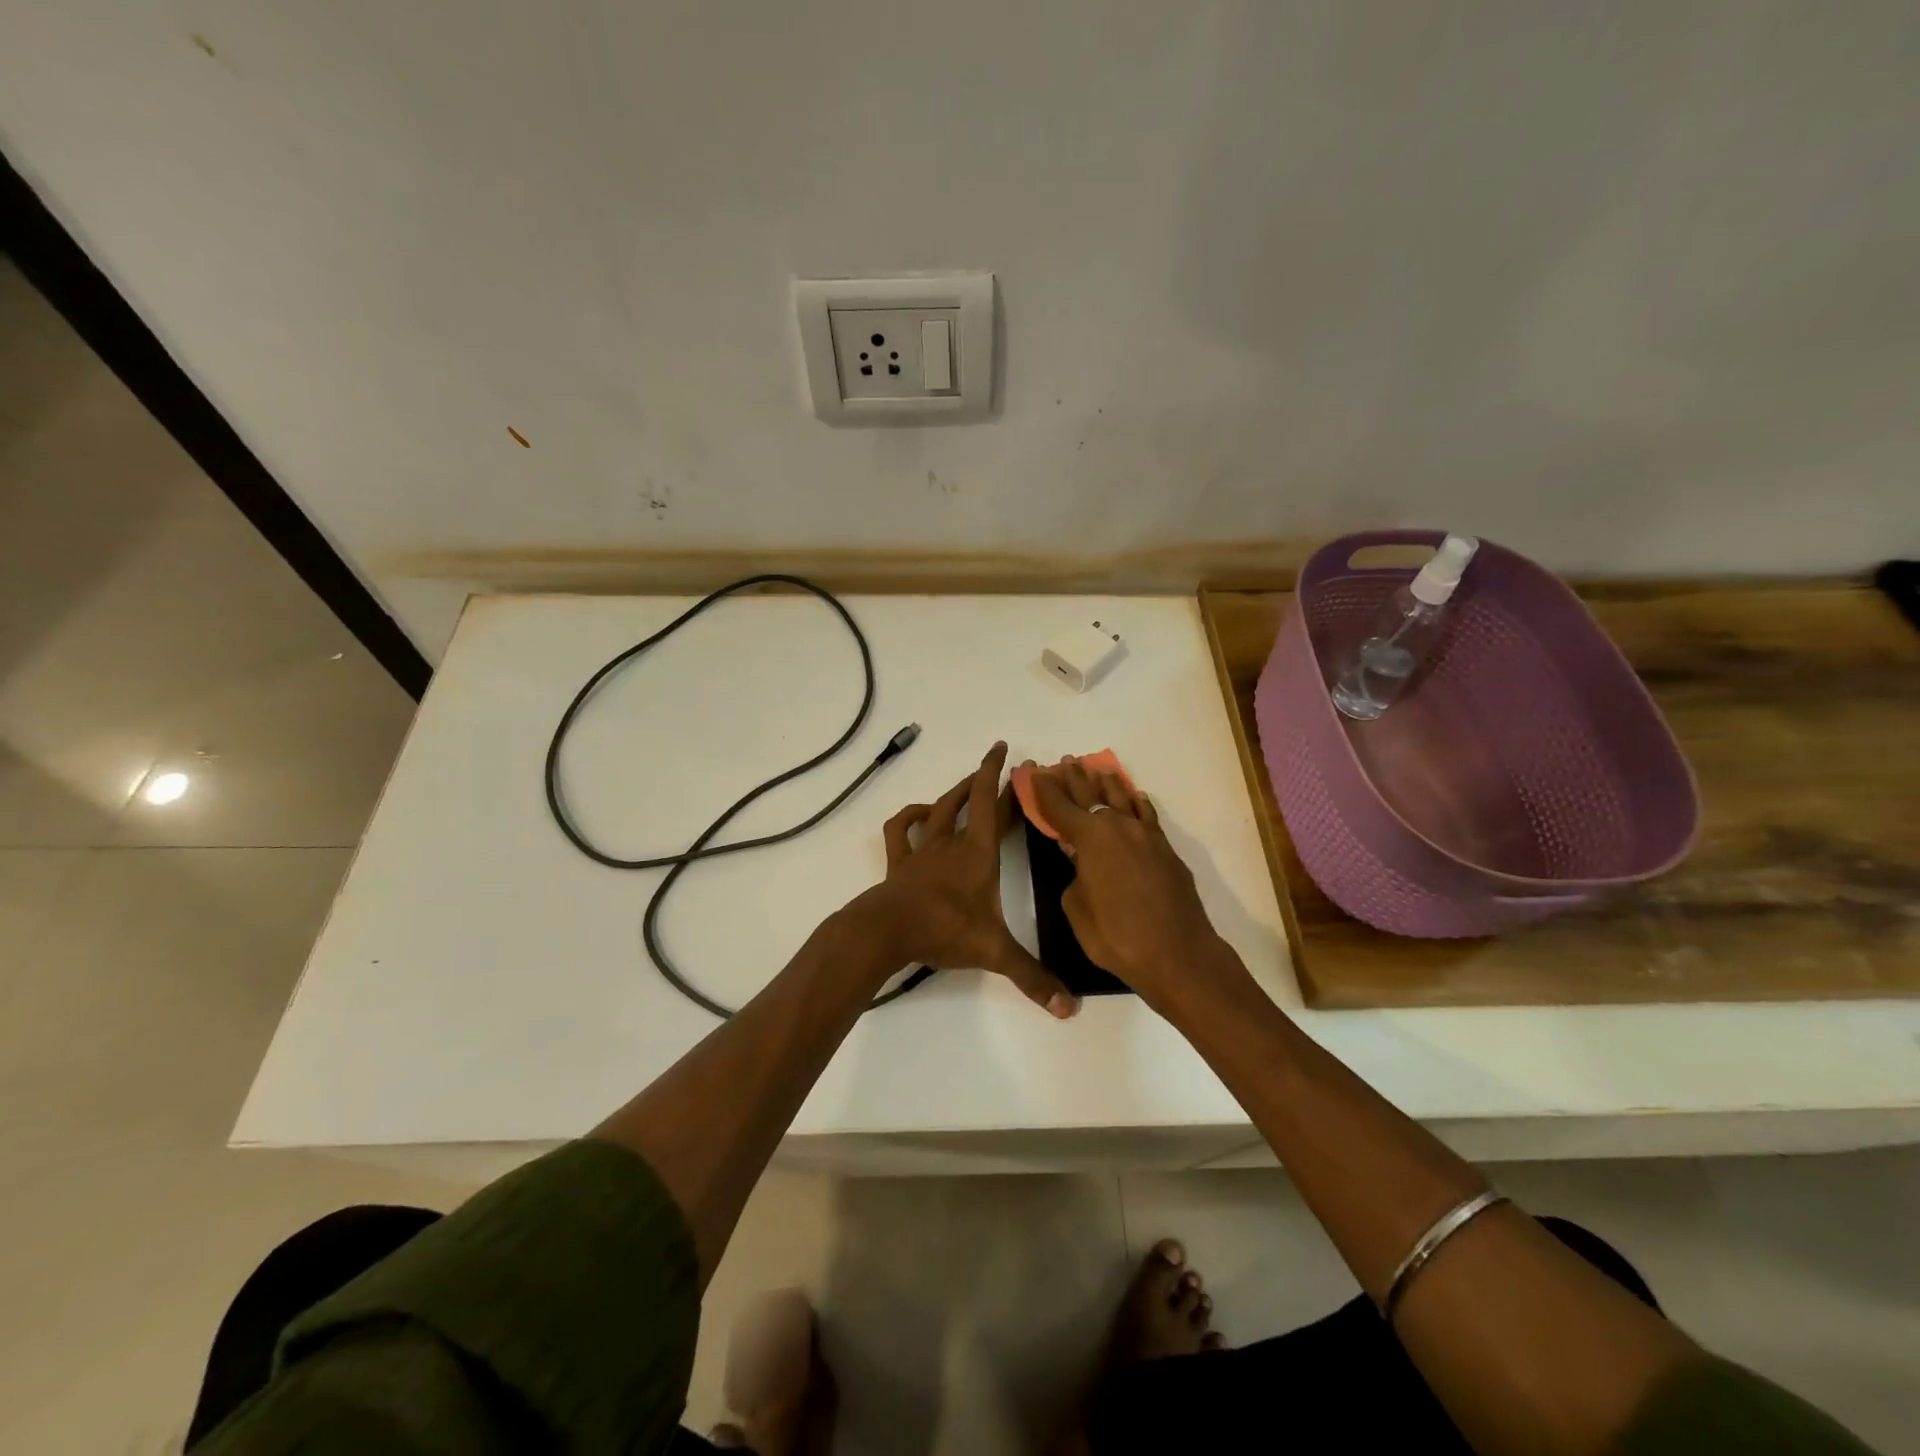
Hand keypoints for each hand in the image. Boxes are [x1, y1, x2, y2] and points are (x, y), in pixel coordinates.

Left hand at [858, 743, 1077, 1018]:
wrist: (886, 931)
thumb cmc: (943, 930)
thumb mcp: (994, 952)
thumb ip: (1032, 978)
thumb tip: (1069, 1008)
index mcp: (978, 853)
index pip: (990, 803)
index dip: (1000, 774)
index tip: (1008, 752)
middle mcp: (952, 843)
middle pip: (968, 801)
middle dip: (984, 780)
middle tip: (997, 767)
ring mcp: (923, 850)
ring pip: (938, 809)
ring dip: (953, 793)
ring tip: (966, 786)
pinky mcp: (900, 862)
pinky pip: (901, 829)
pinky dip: (910, 816)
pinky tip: (919, 815)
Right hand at [1026, 760, 1230, 1010]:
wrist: (1178, 954)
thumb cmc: (1117, 936)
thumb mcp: (1077, 908)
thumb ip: (1075, 878)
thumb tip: (1082, 868)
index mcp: (1090, 838)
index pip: (1059, 807)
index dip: (1043, 789)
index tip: (1033, 771)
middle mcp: (1118, 827)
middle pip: (1091, 796)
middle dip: (1075, 779)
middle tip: (1065, 762)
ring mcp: (1146, 836)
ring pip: (1123, 799)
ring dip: (1107, 785)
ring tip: (1098, 770)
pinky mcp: (1166, 850)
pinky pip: (1147, 816)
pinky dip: (1138, 804)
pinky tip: (1136, 798)